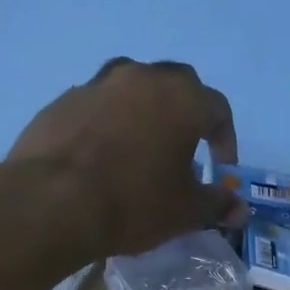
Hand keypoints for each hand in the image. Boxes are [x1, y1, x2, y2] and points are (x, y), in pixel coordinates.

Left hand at [7, 58, 247, 258]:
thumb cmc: (133, 203)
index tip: (219, 168)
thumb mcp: (185, 211)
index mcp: (183, 98)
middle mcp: (143, 78)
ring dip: (144, 110)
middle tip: (183, 148)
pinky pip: (97, 105)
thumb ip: (217, 203)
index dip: (225, 140)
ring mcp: (98, 84)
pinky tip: (101, 155)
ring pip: (133, 87)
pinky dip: (107, 122)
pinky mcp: (63, 100)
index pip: (218, 109)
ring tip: (140, 146)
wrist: (50, 203)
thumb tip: (240, 209)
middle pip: (177, 85)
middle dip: (186, 113)